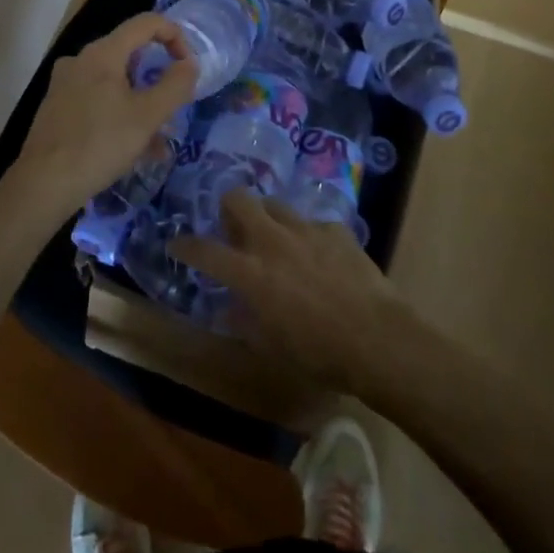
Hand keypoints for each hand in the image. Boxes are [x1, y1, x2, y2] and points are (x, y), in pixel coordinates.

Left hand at [9, 13, 197, 218]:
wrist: (42, 184)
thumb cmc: (100, 144)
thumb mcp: (148, 116)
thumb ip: (175, 86)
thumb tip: (190, 64)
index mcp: (103, 52)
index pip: (146, 23)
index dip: (175, 36)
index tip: (188, 67)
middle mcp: (81, 59)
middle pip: (131, 54)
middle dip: (158, 80)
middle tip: (174, 108)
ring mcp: (65, 83)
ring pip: (115, 83)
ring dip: (141, 105)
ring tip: (159, 143)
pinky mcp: (57, 107)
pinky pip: (98, 100)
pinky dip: (119, 115)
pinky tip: (133, 150)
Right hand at [169, 190, 415, 395]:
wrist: (377, 338)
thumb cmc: (319, 353)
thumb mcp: (272, 347)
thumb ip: (246, 321)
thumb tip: (233, 306)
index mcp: (251, 273)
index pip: (206, 251)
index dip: (186, 246)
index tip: (176, 243)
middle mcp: (273, 241)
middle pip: (239, 199)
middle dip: (228, 206)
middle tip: (232, 226)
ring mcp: (306, 230)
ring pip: (275, 205)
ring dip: (268, 218)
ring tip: (275, 238)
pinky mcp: (335, 229)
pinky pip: (312, 224)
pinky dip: (307, 237)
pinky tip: (319, 256)